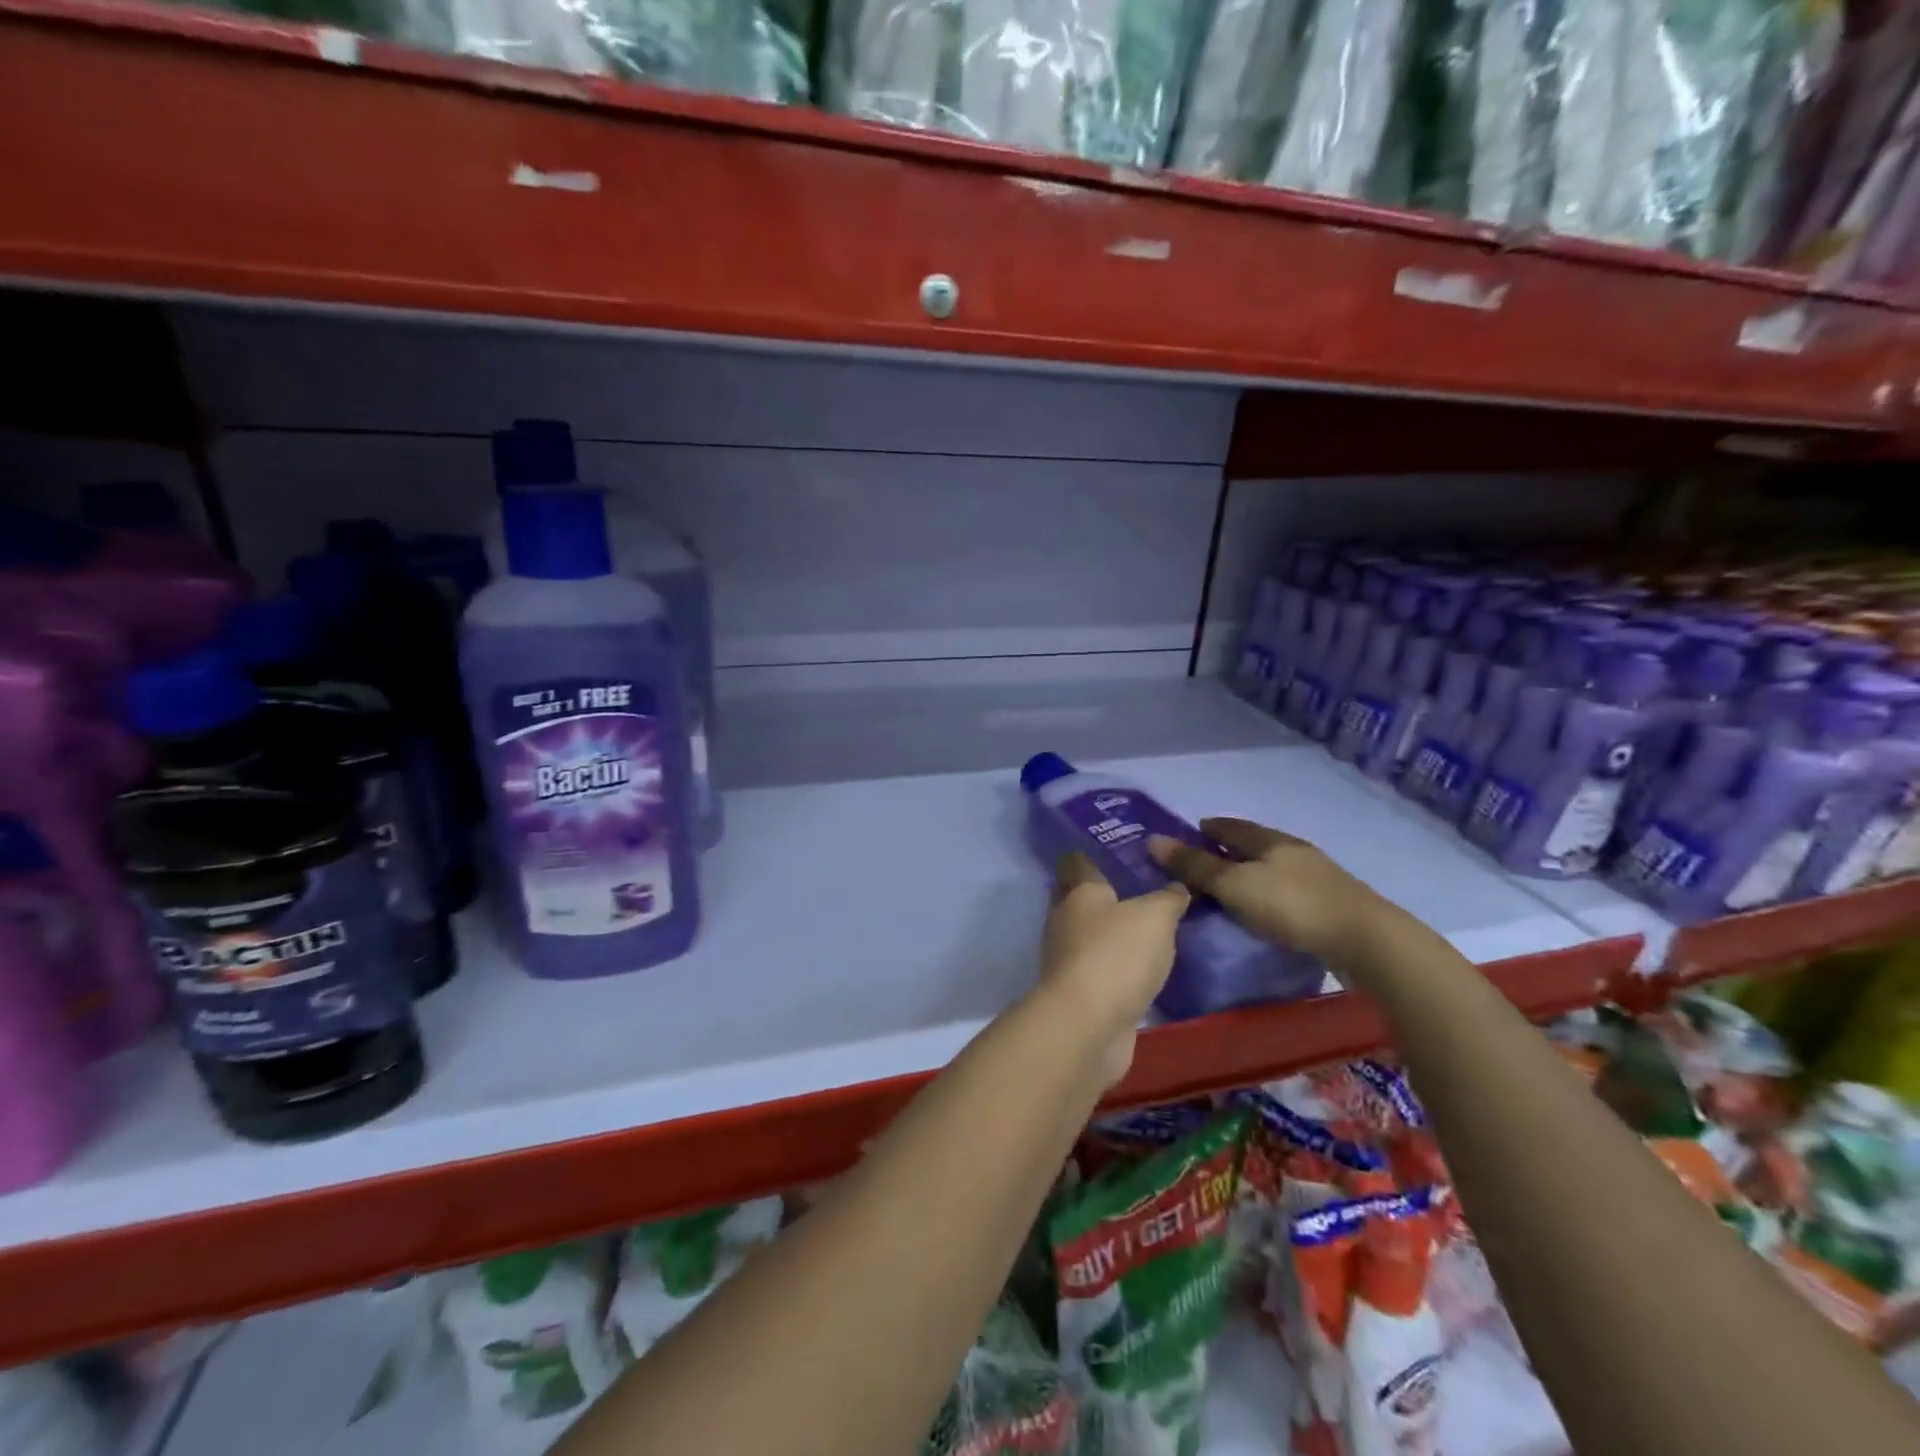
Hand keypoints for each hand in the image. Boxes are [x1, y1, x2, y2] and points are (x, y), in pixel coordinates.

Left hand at [1036, 852, 1187, 1087]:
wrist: (1088, 1026)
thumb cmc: (1116, 954)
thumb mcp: (1155, 916)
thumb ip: (1168, 898)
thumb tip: (1177, 887)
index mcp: (1078, 891)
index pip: (1078, 860)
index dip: (1095, 852)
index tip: (1122, 847)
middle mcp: (1066, 920)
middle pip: (1084, 898)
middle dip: (1110, 893)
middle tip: (1149, 887)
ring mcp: (1069, 958)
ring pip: (1093, 934)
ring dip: (1116, 932)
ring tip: (1153, 927)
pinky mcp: (1080, 992)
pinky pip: (1102, 968)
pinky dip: (1120, 966)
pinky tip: (1146, 967)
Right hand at [1149, 817, 1391, 968]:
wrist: (1365, 939)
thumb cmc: (1291, 905)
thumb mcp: (1234, 886)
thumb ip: (1195, 866)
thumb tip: (1153, 840)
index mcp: (1270, 840)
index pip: (1232, 826)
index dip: (1210, 827)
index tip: (1192, 830)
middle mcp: (1294, 851)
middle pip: (1255, 844)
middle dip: (1230, 849)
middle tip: (1206, 860)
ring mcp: (1317, 876)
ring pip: (1274, 867)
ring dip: (1252, 872)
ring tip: (1232, 887)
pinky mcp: (1330, 903)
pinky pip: (1288, 889)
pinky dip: (1270, 892)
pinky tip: (1265, 907)